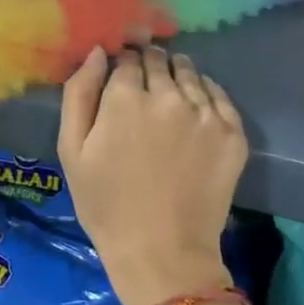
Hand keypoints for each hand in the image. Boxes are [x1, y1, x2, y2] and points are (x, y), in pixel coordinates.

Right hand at [57, 47, 246, 304]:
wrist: (161, 252)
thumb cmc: (106, 205)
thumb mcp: (72, 151)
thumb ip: (79, 94)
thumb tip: (96, 52)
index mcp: (125, 98)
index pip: (125, 59)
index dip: (120, 64)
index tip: (119, 76)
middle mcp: (168, 95)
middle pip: (159, 61)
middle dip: (149, 65)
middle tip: (143, 86)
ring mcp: (205, 113)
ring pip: (190, 73)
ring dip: (177, 75)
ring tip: (170, 95)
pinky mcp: (232, 132)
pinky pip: (218, 95)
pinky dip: (204, 93)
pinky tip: (194, 109)